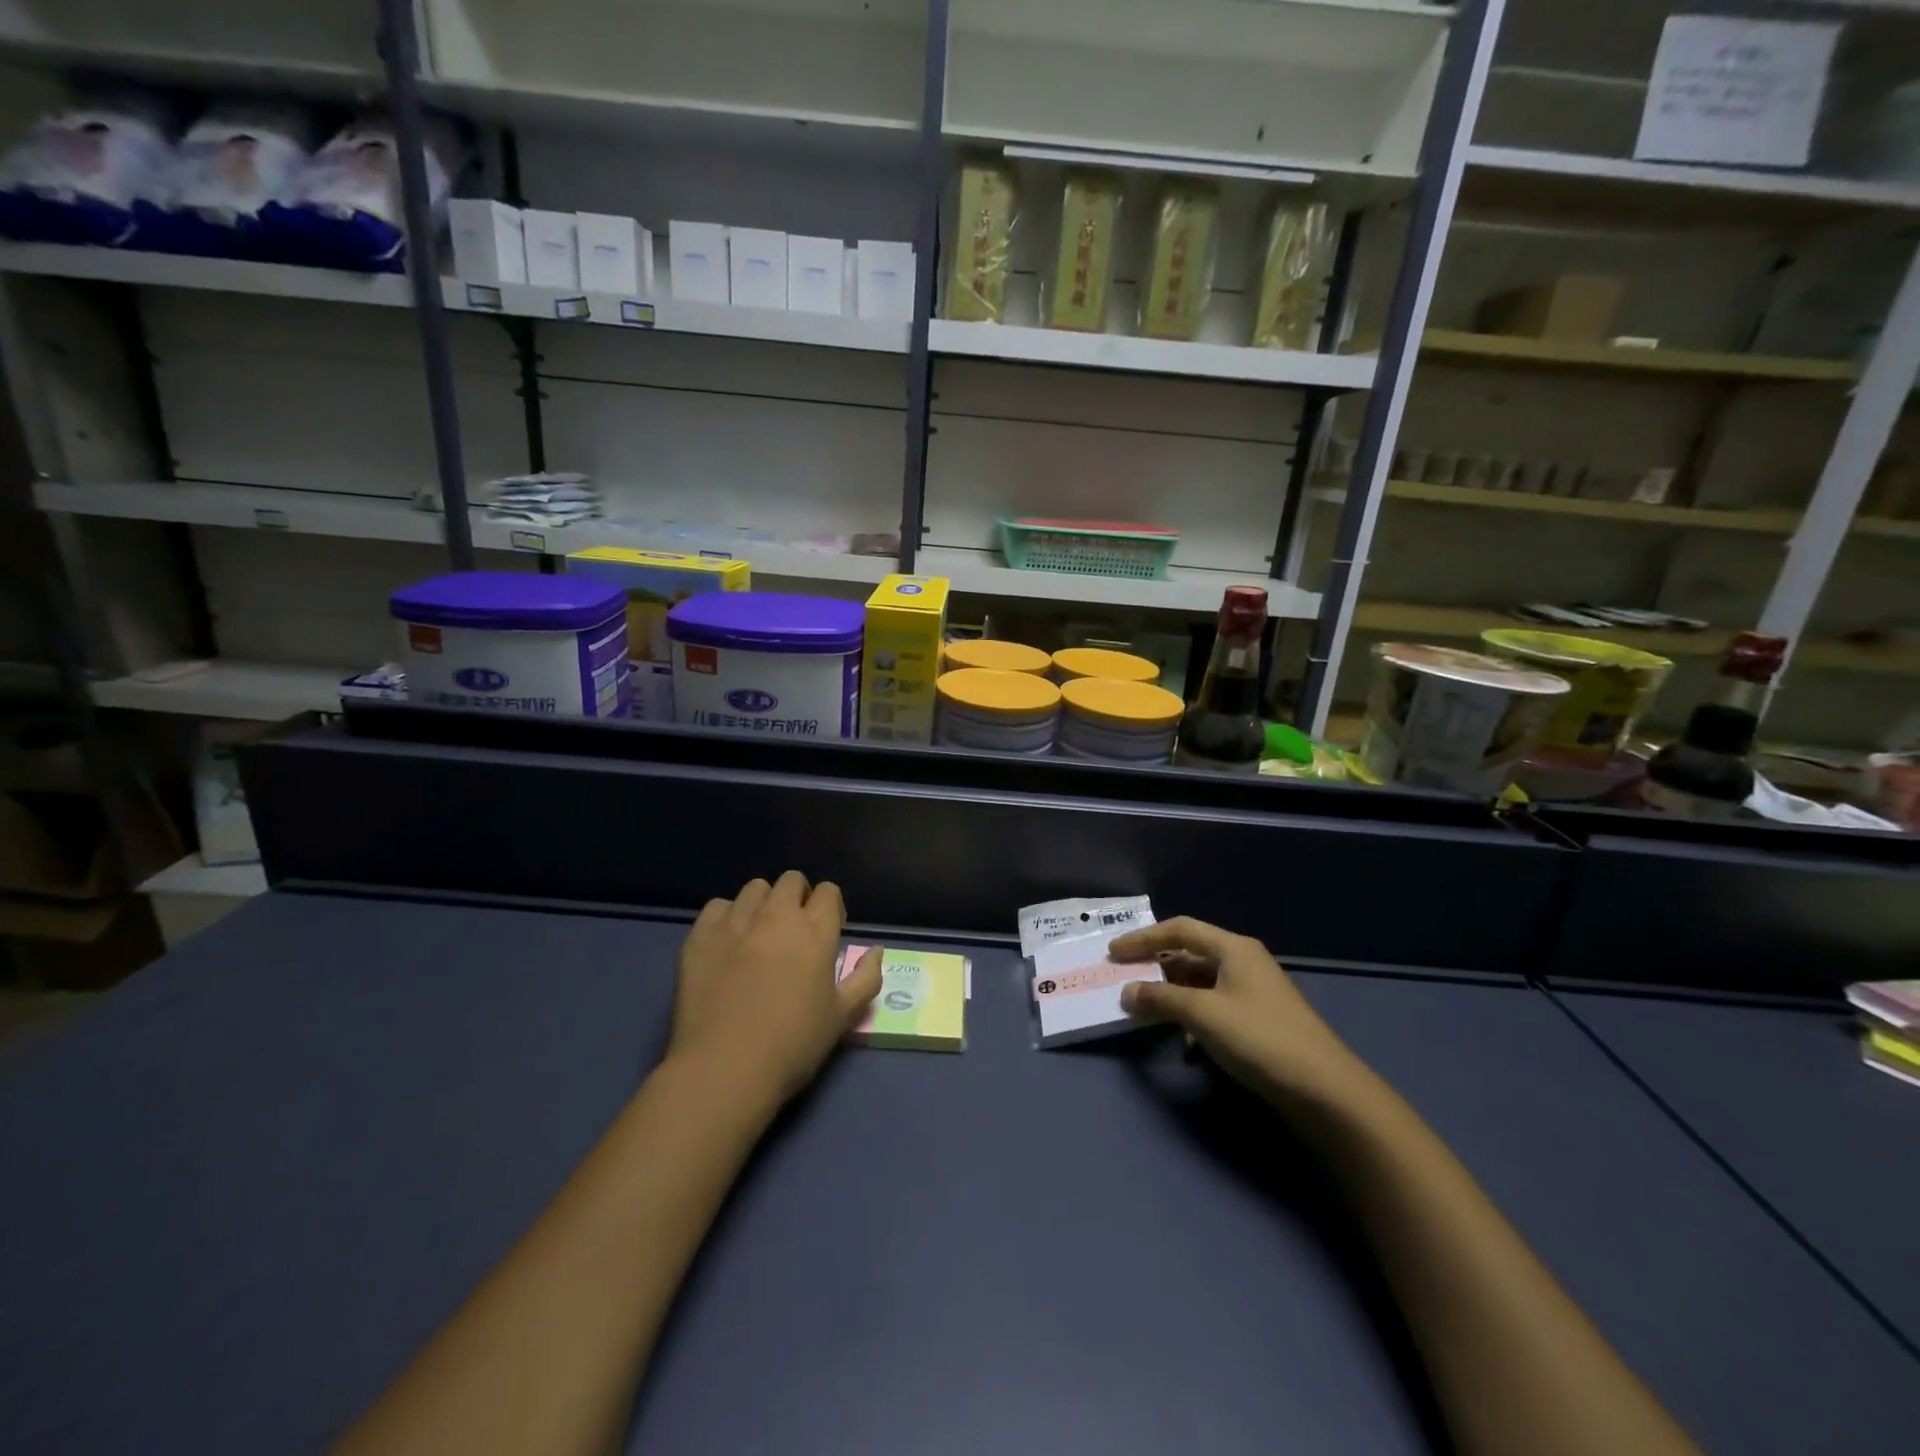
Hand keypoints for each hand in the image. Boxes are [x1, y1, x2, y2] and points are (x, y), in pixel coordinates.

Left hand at [670, 871, 883, 1109]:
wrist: (725, 1069)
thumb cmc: (792, 1045)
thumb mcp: (842, 1017)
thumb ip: (865, 978)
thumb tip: (876, 950)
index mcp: (815, 931)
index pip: (828, 892)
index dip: (831, 907)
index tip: (828, 931)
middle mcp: (777, 916)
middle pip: (791, 880)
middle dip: (798, 897)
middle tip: (794, 931)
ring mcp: (736, 923)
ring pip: (754, 888)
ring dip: (763, 903)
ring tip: (759, 933)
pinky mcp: (701, 936)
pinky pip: (717, 907)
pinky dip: (726, 917)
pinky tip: (727, 943)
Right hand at [1111, 917, 1363, 1109]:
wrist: (1326, 1091)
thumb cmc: (1260, 1039)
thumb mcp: (1203, 1015)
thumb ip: (1161, 999)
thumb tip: (1126, 992)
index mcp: (1233, 949)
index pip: (1179, 929)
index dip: (1143, 938)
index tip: (1113, 953)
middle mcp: (1243, 963)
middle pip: (1189, 954)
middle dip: (1155, 968)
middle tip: (1124, 980)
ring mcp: (1253, 992)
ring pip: (1200, 983)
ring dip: (1172, 996)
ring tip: (1146, 1012)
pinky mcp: (1258, 1021)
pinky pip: (1214, 1008)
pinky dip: (1193, 1018)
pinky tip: (1185, 1044)